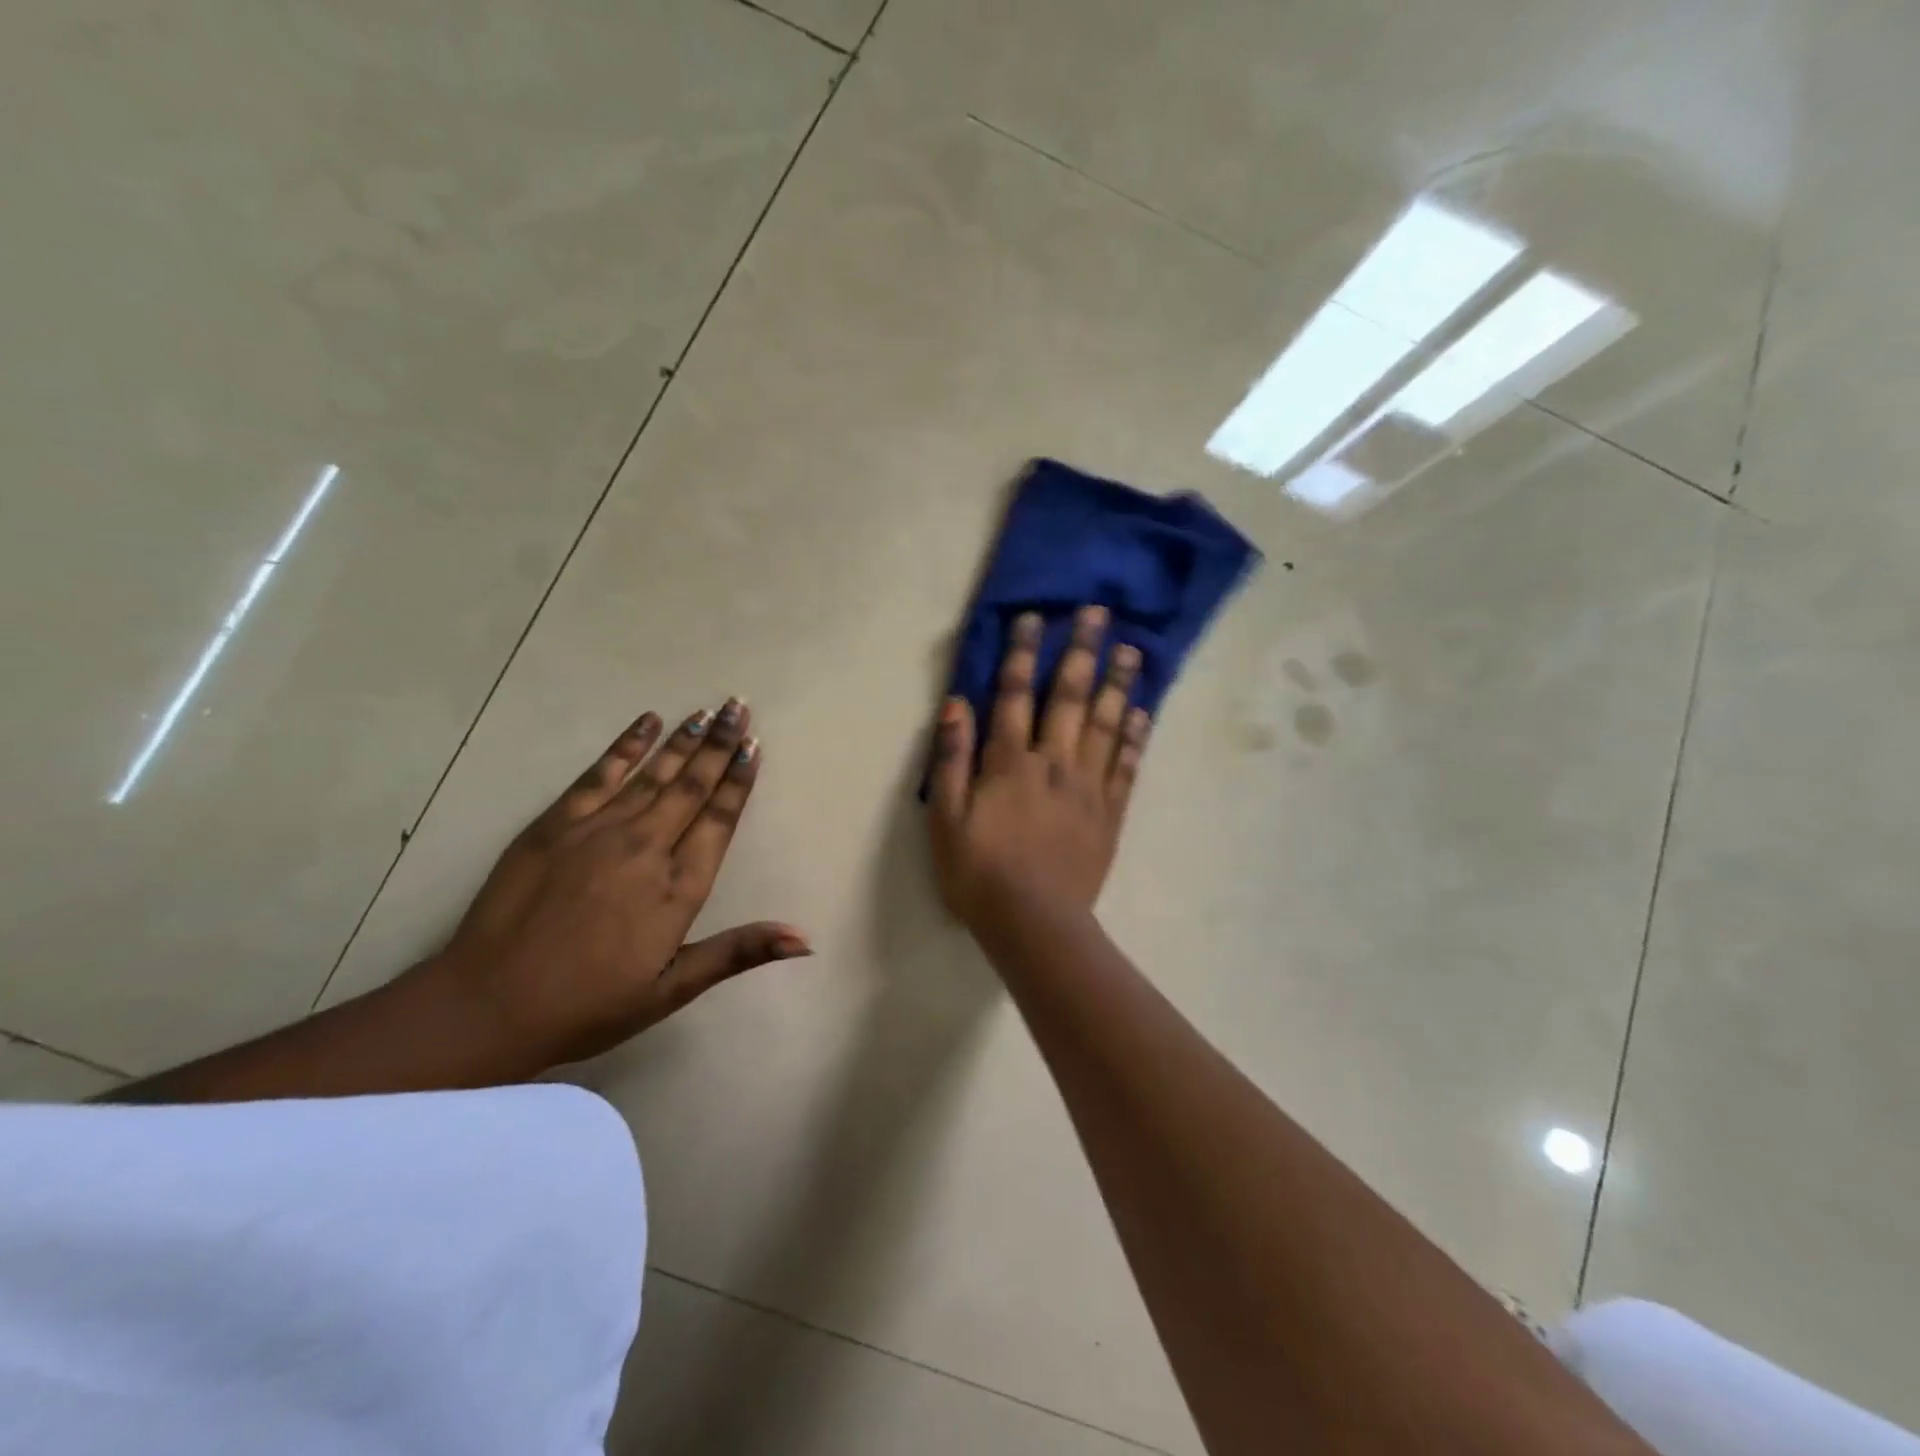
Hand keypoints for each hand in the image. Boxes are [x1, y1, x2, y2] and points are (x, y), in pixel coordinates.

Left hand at [435, 697, 809, 1069]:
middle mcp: (646, 847)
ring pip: (654, 774)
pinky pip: (599, 774)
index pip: (719, 820)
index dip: (739, 781)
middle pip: (692, 786)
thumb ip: (738, 952)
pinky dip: (626, 745)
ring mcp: (599, 831)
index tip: (753, 746)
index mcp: (678, 888)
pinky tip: (647, 722)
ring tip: (708, 710)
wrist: (489, 1005)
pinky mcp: (556, 824)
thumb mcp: (672, 990)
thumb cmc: (589, 1003)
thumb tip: (805, 940)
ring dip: (683, 740)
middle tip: (738, 707)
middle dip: (718, 744)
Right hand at [928, 606, 1151, 931]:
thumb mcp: (944, 819)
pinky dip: (1135, 737)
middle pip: (1068, 698)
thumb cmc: (978, 873)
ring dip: (1118, 684)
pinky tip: (1143, 712)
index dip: (1021, 654)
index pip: (1013, 696)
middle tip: (1097, 613)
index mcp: (1009, 763)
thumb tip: (956, 704)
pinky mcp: (1110, 813)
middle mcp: (1053, 763)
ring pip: (1105, 724)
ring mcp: (1087, 787)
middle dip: (1081, 651)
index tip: (1033, 617)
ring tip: (1131, 649)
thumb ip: (949, 760)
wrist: (1033, 924)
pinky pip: (1126, 767)